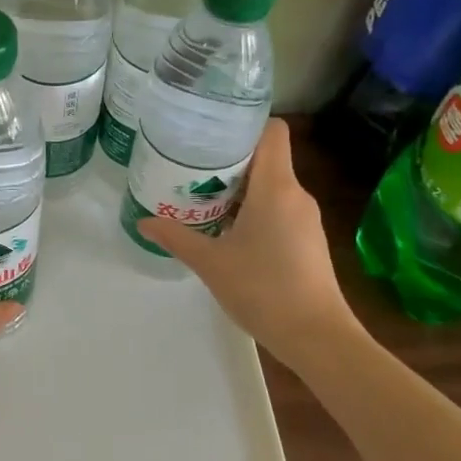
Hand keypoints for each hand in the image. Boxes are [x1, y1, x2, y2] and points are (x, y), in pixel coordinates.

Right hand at [136, 119, 362, 369]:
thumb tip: (144, 222)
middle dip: (230, 159)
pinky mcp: (309, 239)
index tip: (211, 132)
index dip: (245, 124)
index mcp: (276, 187)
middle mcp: (296, 194)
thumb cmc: (263, 289)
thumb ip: (176, 237)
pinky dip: (254, 209)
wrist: (316, 336)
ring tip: (203, 197)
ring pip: (271, 185)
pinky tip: (228, 229)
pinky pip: (279, 207)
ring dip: (240, 187)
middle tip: (191, 166)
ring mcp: (306, 218)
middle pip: (266, 157)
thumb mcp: (211, 263)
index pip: (273, 131)